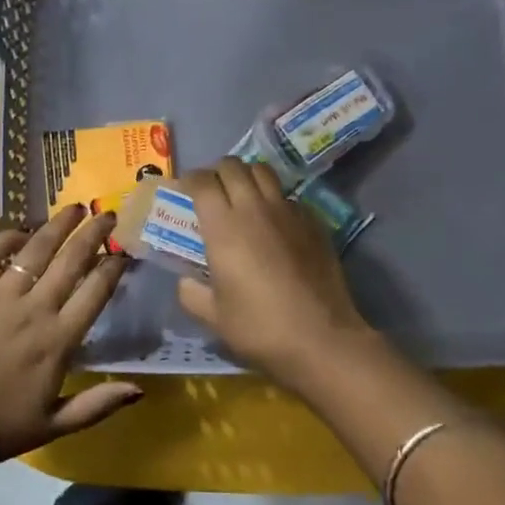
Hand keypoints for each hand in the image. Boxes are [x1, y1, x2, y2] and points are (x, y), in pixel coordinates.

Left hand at [0, 205, 138, 472]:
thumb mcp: (52, 426)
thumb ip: (97, 405)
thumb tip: (139, 390)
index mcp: (59, 339)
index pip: (96, 291)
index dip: (114, 266)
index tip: (125, 251)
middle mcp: (35, 308)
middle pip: (72, 260)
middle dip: (94, 233)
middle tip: (109, 214)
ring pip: (36, 249)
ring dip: (58, 224)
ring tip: (75, 207)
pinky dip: (8, 238)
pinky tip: (20, 231)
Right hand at [177, 159, 373, 386]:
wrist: (321, 339)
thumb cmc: (259, 328)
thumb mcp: (213, 317)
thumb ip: (191, 293)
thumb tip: (187, 281)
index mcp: (223, 226)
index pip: (202, 181)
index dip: (189, 180)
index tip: (184, 191)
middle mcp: (254, 208)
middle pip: (232, 166)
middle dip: (217, 172)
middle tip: (212, 191)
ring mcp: (288, 212)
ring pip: (263, 171)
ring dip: (247, 176)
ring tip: (243, 196)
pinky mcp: (314, 222)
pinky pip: (288, 196)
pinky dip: (275, 198)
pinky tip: (274, 222)